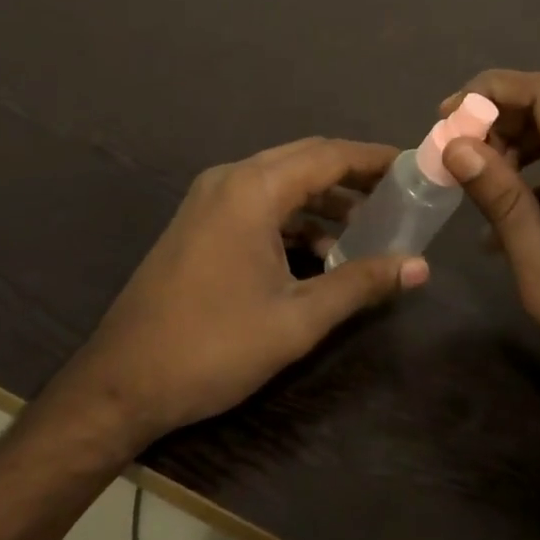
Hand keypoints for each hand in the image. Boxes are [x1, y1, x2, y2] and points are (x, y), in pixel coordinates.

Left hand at [53, 138, 428, 452]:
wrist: (120, 383)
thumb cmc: (213, 346)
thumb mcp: (296, 320)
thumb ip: (360, 284)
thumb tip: (419, 267)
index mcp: (253, 189)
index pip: (328, 156)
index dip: (373, 158)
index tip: (412, 166)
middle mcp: (230, 179)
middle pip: (305, 160)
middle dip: (352, 175)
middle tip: (396, 193)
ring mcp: (210, 199)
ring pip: (282, 180)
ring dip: (324, 198)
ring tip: (367, 226)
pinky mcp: (201, 221)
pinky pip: (260, 202)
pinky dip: (294, 216)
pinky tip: (320, 252)